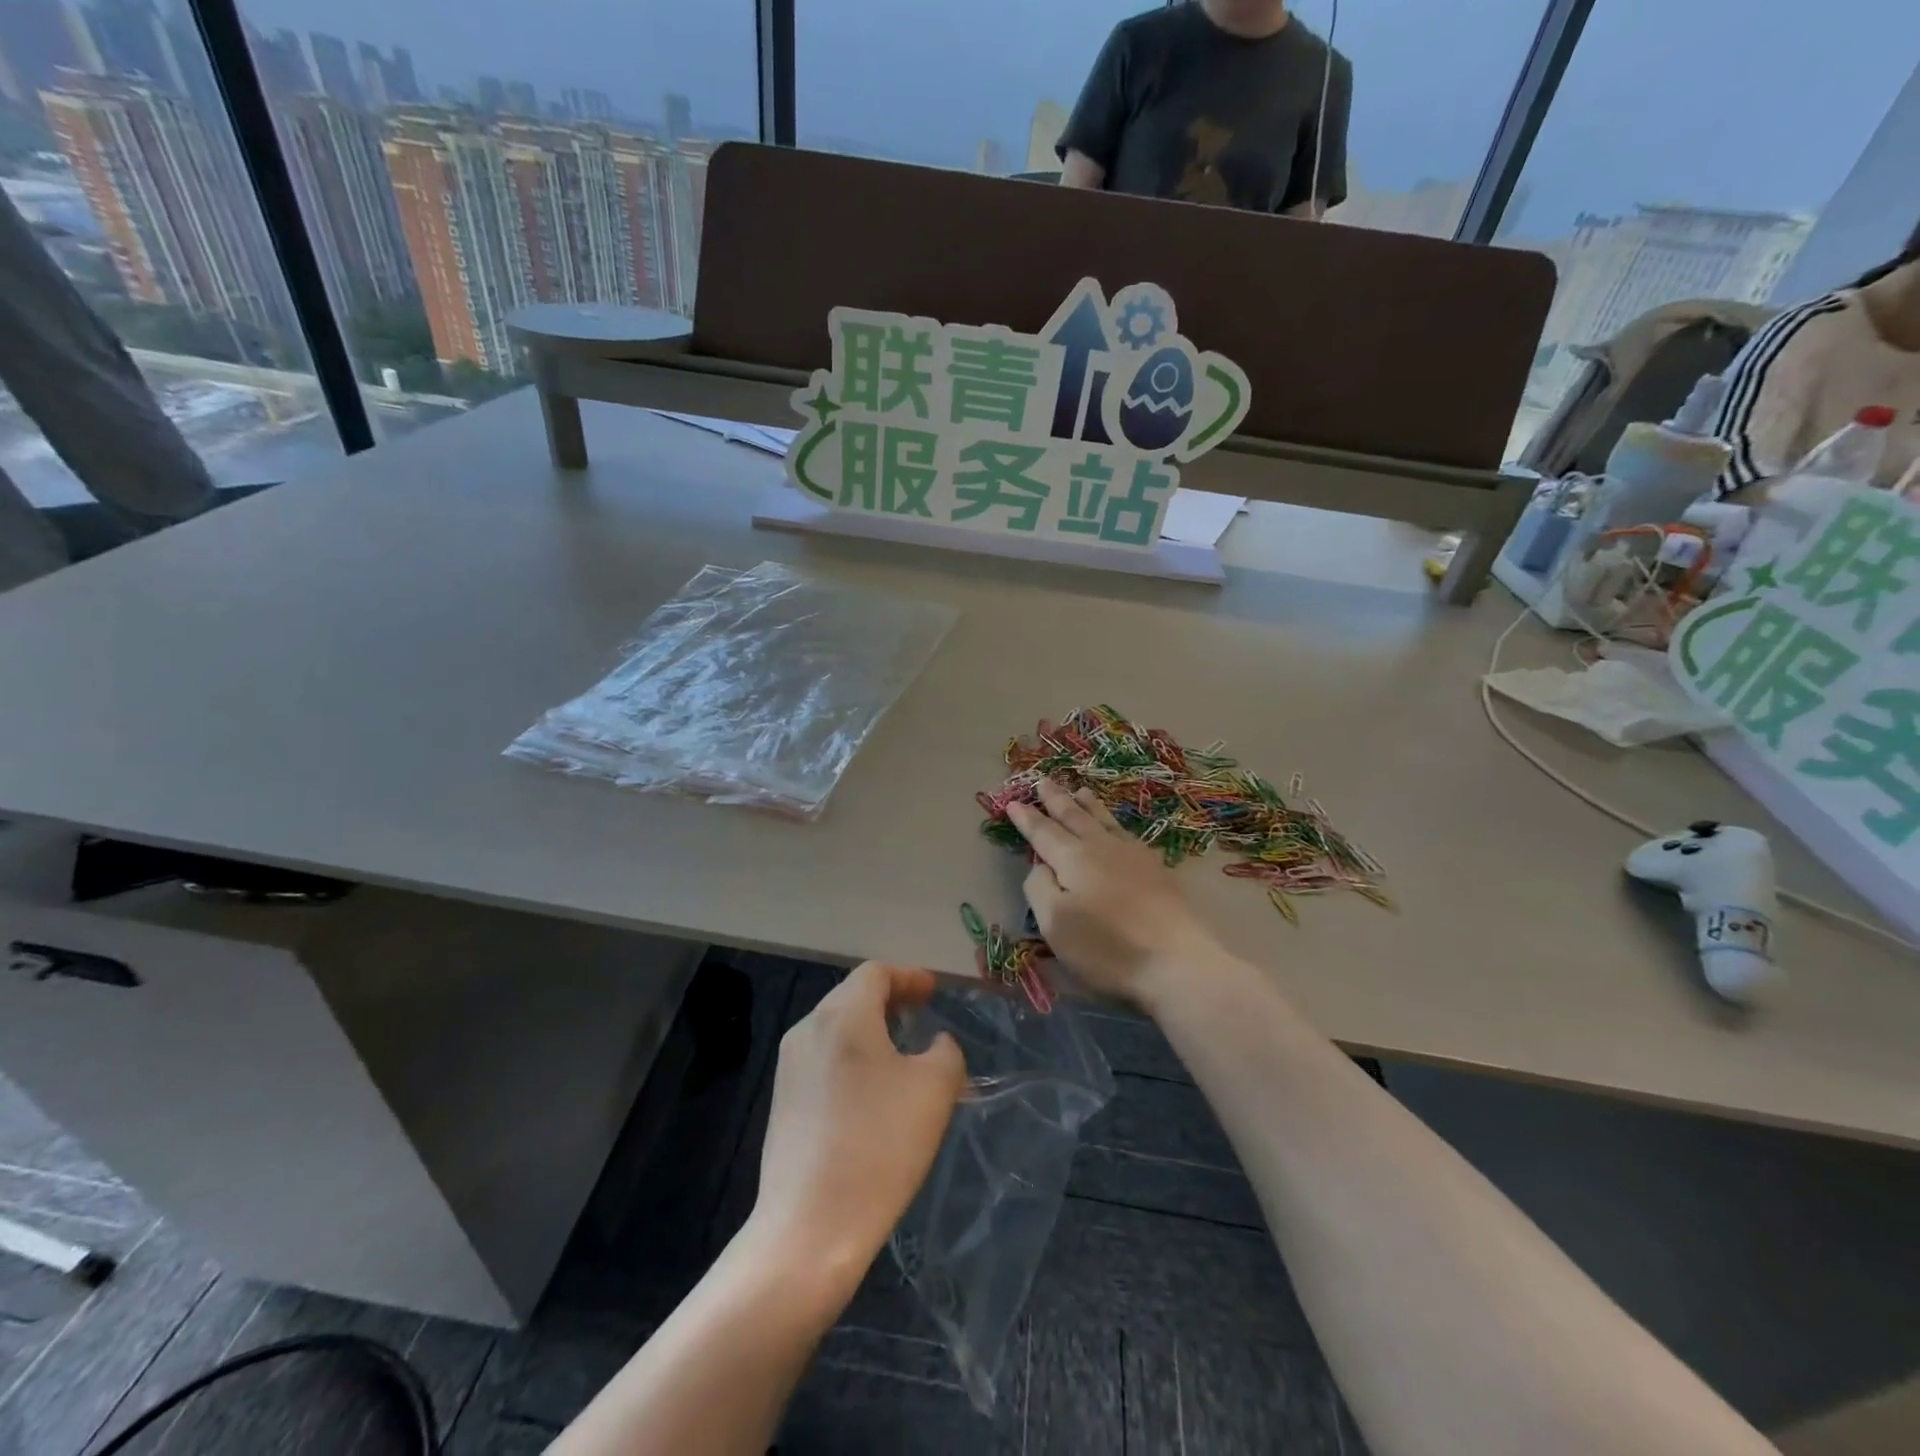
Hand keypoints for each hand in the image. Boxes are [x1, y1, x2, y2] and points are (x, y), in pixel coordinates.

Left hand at [749, 962, 965, 1290]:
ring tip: (902, 1056)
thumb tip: (934, 1044)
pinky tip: (872, 1094)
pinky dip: (852, 1059)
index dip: (909, 976)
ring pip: (837, 1029)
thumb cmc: (880, 1146)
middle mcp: (808, 1028)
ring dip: (871, 1031)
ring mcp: (789, 1066)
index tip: (933, 991)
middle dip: (890, 1001)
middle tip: (921, 1018)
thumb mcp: (935, 1090)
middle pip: (853, 996)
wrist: (810, 1228)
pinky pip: (823, 1060)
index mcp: (843, 1014)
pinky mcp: (782, 1101)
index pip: (876, 973)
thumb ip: (945, 1051)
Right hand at [1009, 777, 1219, 1009]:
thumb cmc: (1106, 947)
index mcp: (1073, 859)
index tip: (1013, 802)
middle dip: (1056, 800)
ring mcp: (1132, 855)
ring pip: (1103, 820)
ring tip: (1079, 790)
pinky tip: (1116, 826)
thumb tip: (1041, 865)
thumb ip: (1039, 888)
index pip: (1044, 833)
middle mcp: (1101, 847)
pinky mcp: (1155, 869)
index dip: (1027, 818)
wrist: (1175, 960)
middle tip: (1044, 780)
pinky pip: (1125, 832)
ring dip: (1087, 805)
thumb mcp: (1055, 923)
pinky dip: (1113, 822)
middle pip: (1074, 817)